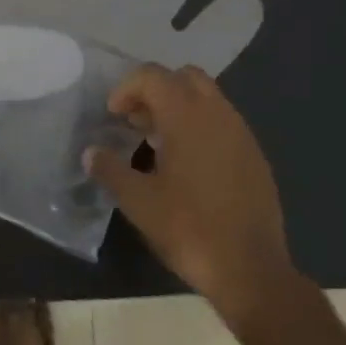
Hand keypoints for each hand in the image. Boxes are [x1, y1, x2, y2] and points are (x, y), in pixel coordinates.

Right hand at [85, 64, 294, 327]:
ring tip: (158, 146)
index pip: (152, 75)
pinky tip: (188, 167)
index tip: (113, 117)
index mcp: (187, 116)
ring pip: (207, 98)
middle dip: (155, 91)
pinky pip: (223, 123)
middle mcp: (218, 114)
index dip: (126, 88)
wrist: (251, 269)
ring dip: (179, 109)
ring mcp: (241, 133)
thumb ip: (110, 170)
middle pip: (183, 77)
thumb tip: (90, 153)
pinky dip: (200, 128)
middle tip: (136, 123)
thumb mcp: (138, 201)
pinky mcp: (255, 156)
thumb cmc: (189, 228)